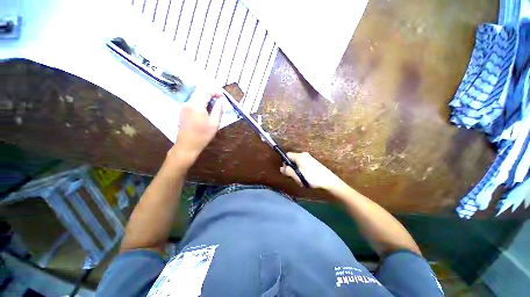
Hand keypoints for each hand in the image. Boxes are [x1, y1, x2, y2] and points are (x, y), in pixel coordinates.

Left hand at [169, 89, 223, 167]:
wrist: (187, 145)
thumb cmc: (203, 135)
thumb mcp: (214, 123)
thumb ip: (218, 109)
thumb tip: (221, 99)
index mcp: (196, 104)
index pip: (206, 90)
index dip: (216, 91)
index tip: (223, 97)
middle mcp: (188, 102)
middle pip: (200, 92)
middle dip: (211, 94)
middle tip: (220, 101)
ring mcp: (184, 106)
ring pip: (196, 96)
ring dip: (206, 99)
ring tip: (214, 107)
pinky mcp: (182, 111)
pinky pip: (193, 102)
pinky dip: (201, 103)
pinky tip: (206, 112)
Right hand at [280, 152, 340, 189]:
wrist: (329, 181)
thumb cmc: (312, 177)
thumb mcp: (298, 175)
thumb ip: (288, 171)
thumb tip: (281, 168)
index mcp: (300, 156)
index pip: (287, 155)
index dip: (285, 162)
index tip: (287, 171)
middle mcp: (304, 155)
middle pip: (292, 160)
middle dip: (291, 168)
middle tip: (295, 177)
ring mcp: (309, 159)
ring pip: (297, 164)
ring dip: (297, 171)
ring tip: (301, 179)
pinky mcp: (312, 163)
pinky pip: (302, 166)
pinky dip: (302, 172)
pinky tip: (306, 179)